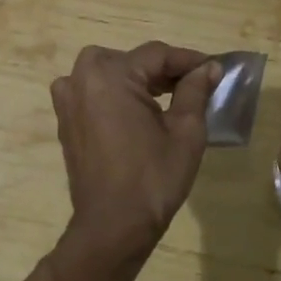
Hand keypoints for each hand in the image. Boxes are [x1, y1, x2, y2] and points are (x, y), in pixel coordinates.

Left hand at [51, 42, 221, 253]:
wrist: (113, 226)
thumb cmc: (153, 178)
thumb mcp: (185, 131)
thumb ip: (196, 91)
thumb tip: (210, 67)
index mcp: (109, 75)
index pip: (157, 54)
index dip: (189, 60)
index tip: (215, 68)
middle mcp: (81, 78)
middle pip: (131, 60)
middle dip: (163, 69)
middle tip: (193, 85)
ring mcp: (68, 99)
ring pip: (110, 73)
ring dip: (138, 80)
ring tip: (169, 98)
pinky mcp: (65, 119)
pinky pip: (94, 92)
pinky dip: (117, 94)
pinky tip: (139, 112)